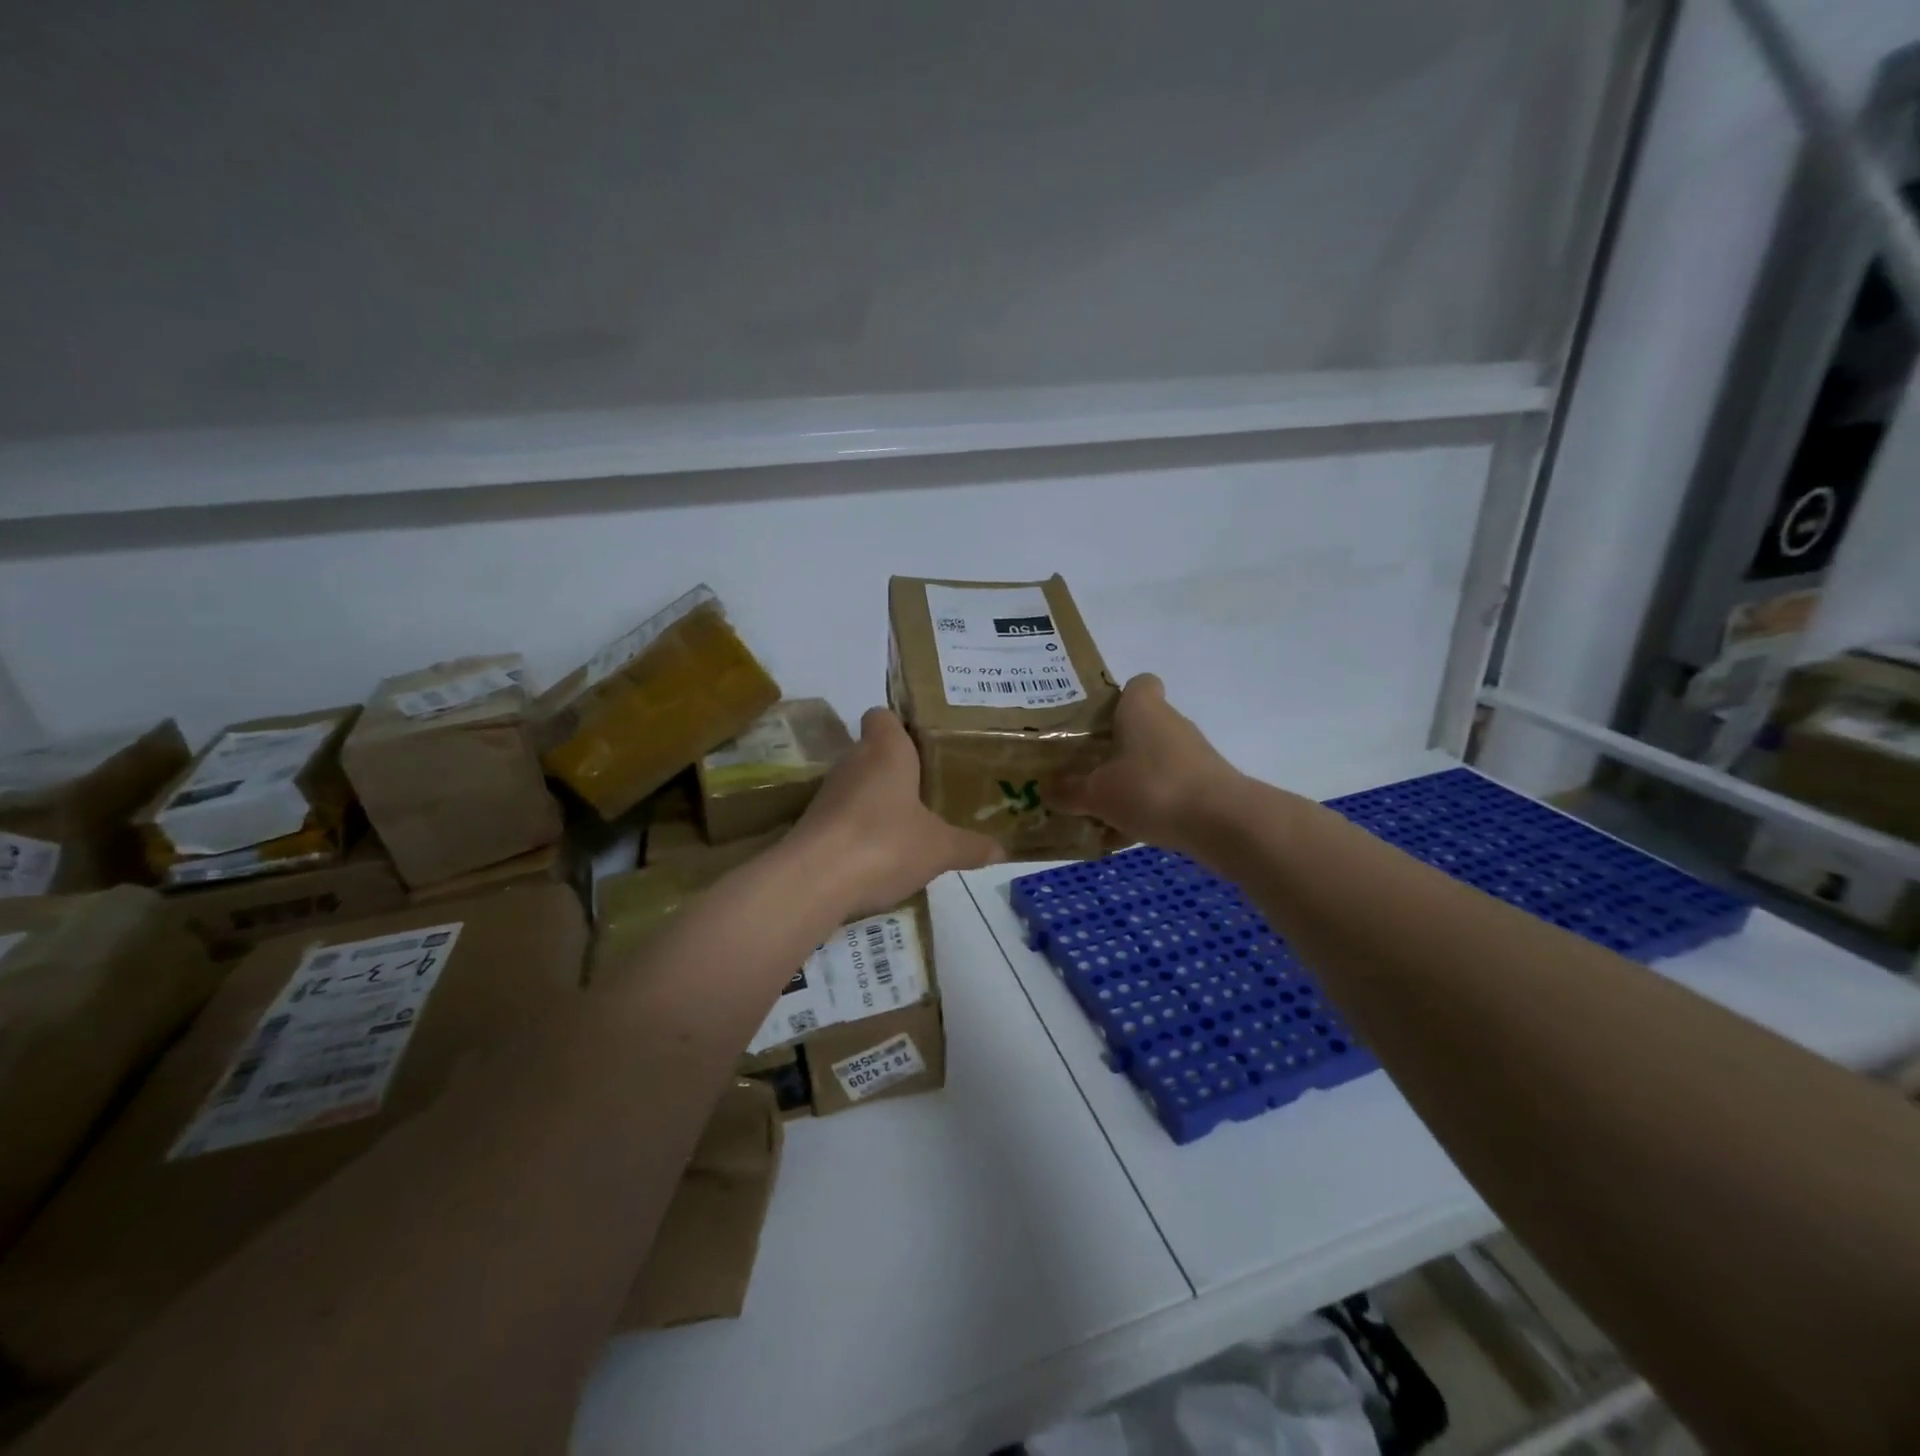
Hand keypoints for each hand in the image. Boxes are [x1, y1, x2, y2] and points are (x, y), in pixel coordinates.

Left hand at [789, 708, 1002, 914]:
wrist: (813, 880)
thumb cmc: (885, 843)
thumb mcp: (940, 848)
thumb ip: (970, 846)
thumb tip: (1001, 850)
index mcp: (886, 750)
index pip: (883, 715)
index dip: (901, 725)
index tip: (926, 746)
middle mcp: (853, 761)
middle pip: (874, 752)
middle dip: (898, 769)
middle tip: (931, 789)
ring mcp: (828, 793)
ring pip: (858, 785)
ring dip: (879, 800)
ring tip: (911, 823)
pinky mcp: (813, 824)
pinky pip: (844, 815)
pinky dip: (860, 828)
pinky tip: (882, 854)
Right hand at [1049, 674, 1243, 858]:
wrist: (1221, 822)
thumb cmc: (1151, 789)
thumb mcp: (1097, 793)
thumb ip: (1069, 791)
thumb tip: (1045, 790)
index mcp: (1142, 710)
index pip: (1139, 684)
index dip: (1120, 698)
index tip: (1098, 721)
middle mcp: (1171, 723)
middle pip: (1143, 725)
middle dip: (1117, 746)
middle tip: (1087, 768)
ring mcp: (1193, 754)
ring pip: (1155, 759)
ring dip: (1133, 778)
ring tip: (1103, 806)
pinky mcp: (1207, 784)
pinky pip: (1170, 788)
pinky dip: (1152, 803)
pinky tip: (1128, 831)